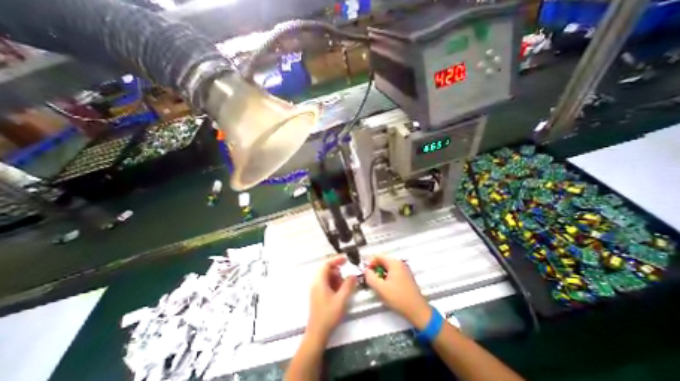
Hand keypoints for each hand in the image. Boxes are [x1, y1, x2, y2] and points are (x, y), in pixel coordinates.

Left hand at [308, 256, 356, 338]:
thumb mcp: (341, 299)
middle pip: (326, 270)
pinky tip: (340, 291)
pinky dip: (334, 284)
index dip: (336, 260)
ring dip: (336, 278)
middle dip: (337, 271)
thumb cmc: (329, 315)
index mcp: (319, 281)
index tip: (346, 259)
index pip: (326, 264)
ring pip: (327, 277)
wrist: (317, 333)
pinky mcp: (318, 295)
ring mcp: (316, 289)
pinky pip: (326, 284)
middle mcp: (316, 283)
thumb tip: (353, 275)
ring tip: (345, 285)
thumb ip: (348, 285)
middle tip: (347, 276)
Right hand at [366, 256, 428, 329]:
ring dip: (381, 274)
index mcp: (394, 263)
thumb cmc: (398, 298)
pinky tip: (387, 288)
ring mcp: (404, 270)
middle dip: (375, 270)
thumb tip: (366, 270)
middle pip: (383, 261)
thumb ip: (370, 277)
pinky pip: (393, 273)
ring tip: (379, 286)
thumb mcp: (380, 288)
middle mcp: (400, 263)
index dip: (370, 264)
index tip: (366, 274)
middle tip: (371, 281)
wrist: (418, 311)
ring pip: (387, 268)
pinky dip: (387, 278)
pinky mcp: (406, 277)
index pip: (378, 256)